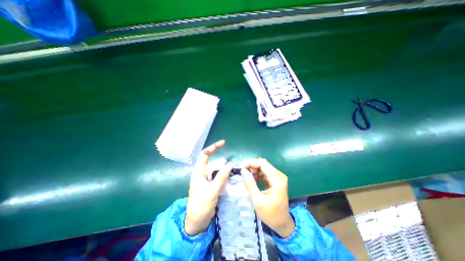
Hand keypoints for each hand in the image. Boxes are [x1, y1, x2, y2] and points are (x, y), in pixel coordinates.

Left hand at [183, 140, 229, 235]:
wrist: (197, 222)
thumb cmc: (201, 205)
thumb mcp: (212, 190)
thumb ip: (221, 177)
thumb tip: (230, 164)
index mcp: (198, 172)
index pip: (205, 155)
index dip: (213, 147)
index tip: (223, 143)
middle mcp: (201, 173)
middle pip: (211, 160)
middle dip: (220, 157)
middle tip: (232, 158)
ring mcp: (206, 179)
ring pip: (216, 169)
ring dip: (223, 167)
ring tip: (233, 167)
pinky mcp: (210, 185)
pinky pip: (218, 176)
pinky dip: (224, 174)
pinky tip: (230, 175)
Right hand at [240, 158, 293, 236]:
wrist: (282, 223)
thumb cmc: (270, 215)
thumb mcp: (257, 201)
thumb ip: (250, 184)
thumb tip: (243, 170)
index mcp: (277, 180)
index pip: (263, 164)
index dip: (251, 163)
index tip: (241, 167)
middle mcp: (279, 176)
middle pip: (263, 164)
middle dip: (252, 166)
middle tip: (242, 172)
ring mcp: (278, 177)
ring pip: (263, 167)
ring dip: (254, 170)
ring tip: (247, 178)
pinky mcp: (276, 179)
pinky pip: (265, 172)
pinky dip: (257, 174)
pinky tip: (253, 181)